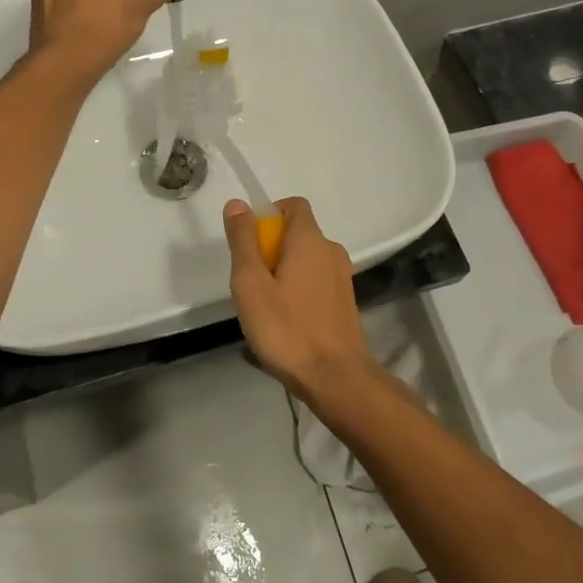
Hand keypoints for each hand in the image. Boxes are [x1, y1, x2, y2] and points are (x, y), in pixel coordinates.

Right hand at [224, 198, 372, 401]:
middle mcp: (331, 251)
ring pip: (306, 260)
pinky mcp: (345, 302)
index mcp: (310, 240)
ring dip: (283, 272)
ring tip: (265, 306)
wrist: (337, 379)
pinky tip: (285, 322)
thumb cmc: (288, 329)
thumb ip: (243, 241)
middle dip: (270, 249)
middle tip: (250, 282)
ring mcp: (342, 278)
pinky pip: (316, 282)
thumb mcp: (251, 284)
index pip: (293, 205)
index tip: (249, 242)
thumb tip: (238, 204)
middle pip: (297, 234)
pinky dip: (299, 290)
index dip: (269, 215)